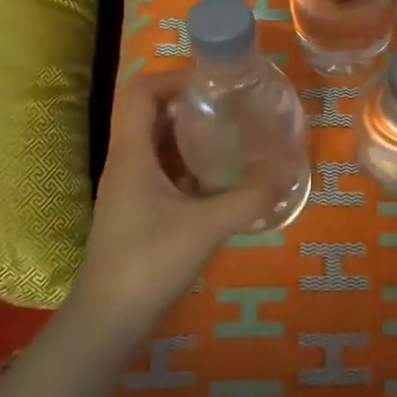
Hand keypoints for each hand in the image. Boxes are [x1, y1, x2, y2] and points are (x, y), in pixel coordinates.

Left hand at [68, 69, 271, 338]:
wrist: (108, 320)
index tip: (213, 81)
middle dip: (190, 101)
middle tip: (232, 103)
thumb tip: (288, 171)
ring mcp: (130, 186)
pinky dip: (190, 161)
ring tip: (233, 130)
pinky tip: (221, 174)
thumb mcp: (206, 227)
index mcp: (132, 153)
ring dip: (191, 131)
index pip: (141, 90)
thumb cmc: (148, 262)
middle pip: (152, 111)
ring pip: (159, 141)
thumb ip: (249, 198)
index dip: (173, 76)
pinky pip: (164, 168)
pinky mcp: (139, 208)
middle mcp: (127, 161)